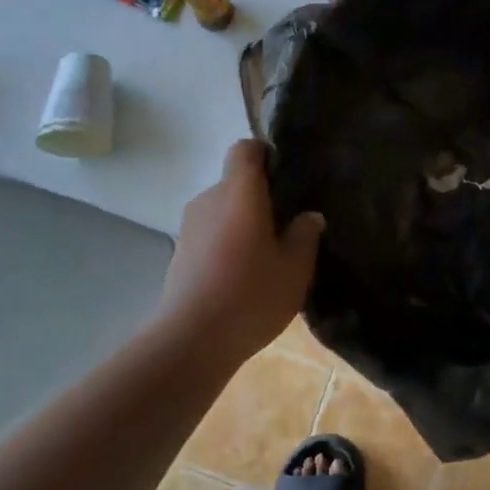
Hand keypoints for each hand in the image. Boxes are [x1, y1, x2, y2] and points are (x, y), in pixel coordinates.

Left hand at [154, 140, 325, 364]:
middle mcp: (209, 199)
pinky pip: (210, 234)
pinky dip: (227, 244)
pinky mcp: (180, 253)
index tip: (286, 178)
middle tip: (287, 225)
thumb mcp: (295, 267)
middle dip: (260, 197)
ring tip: (267, 255)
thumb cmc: (250, 294)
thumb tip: (309, 216)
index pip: (245, 149)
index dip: (265, 155)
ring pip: (223, 210)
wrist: (191, 340)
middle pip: (235, 182)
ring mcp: (189, 226)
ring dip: (243, 223)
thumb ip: (305, 234)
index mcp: (239, 192)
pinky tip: (243, 276)